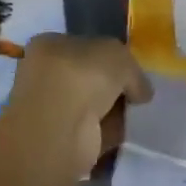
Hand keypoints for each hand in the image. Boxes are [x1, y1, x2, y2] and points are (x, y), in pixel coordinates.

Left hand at [5, 35, 153, 178]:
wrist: (60, 129)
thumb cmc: (82, 77)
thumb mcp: (118, 55)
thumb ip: (132, 69)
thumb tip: (139, 92)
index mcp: (49, 45)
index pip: (83, 46)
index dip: (109, 57)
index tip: (131, 70)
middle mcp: (45, 74)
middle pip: (88, 77)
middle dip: (112, 87)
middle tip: (137, 94)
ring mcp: (50, 109)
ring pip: (91, 106)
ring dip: (112, 112)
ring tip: (136, 115)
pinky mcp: (60, 139)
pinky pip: (93, 131)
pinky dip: (110, 134)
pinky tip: (127, 134)